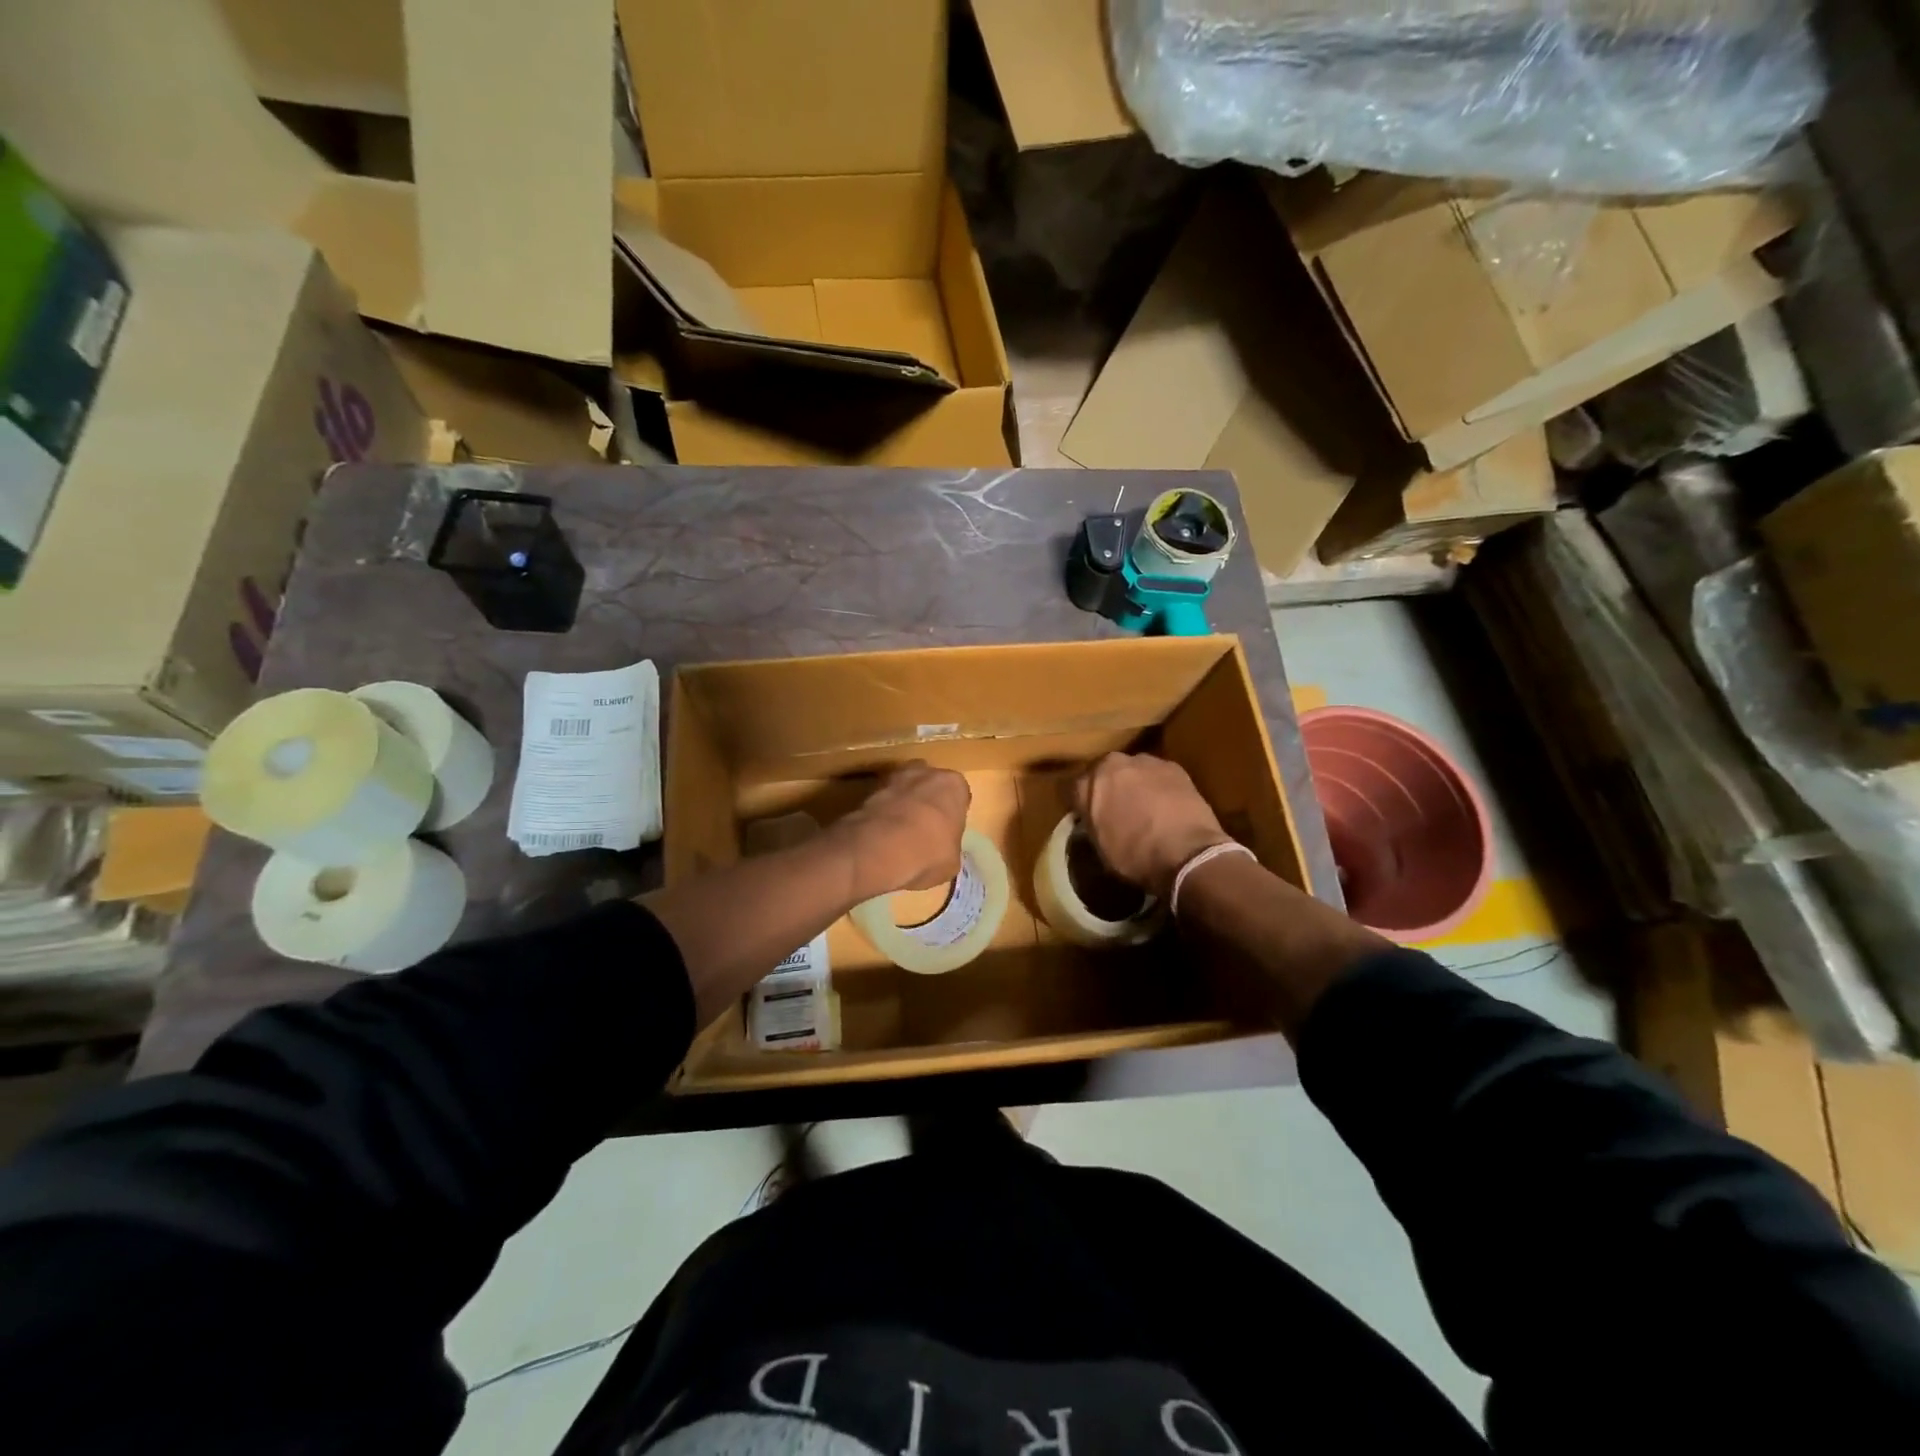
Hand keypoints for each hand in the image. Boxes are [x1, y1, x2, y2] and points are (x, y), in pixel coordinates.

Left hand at [834, 762, 970, 901]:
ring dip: (902, 806)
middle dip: (927, 802)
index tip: (947, 831)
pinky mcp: (867, 791)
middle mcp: (925, 773)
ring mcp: (893, 778)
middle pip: (929, 785)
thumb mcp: (952, 861)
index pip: (959, 795)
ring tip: (899, 835)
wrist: (879, 850)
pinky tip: (881, 837)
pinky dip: (882, 815)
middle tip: (924, 829)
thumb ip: (949, 846)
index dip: (953, 814)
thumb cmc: (929, 853)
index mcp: (953, 785)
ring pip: (903, 790)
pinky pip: (882, 803)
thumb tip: (942, 851)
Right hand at [1074, 752, 1230, 899]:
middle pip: (1105, 772)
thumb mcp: (1100, 847)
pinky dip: (1160, 786)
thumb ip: (1093, 823)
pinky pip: (1159, 775)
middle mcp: (1112, 764)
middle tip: (1117, 809)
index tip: (1088, 817)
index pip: (1075, 789)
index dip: (1082, 804)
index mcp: (1087, 784)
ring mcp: (1145, 762)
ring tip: (1146, 807)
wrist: (1185, 853)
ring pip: (1134, 770)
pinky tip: (1168, 806)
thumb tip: (1095, 820)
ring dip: (1136, 784)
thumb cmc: (1134, 856)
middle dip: (1109, 787)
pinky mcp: (1174, 766)